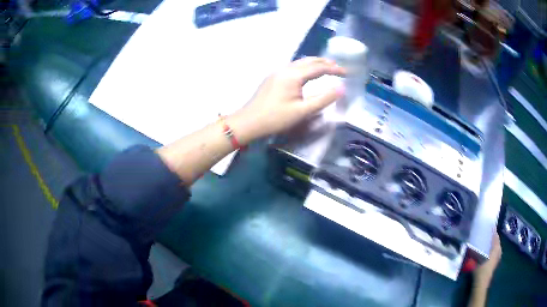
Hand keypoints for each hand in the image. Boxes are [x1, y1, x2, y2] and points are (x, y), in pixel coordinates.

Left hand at [229, 57, 345, 143]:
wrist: (248, 122)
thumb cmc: (276, 118)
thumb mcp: (302, 111)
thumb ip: (323, 99)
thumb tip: (341, 89)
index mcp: (293, 75)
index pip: (319, 67)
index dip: (334, 69)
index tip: (347, 73)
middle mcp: (285, 69)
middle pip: (309, 61)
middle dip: (325, 62)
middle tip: (338, 68)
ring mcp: (277, 72)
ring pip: (300, 62)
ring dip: (315, 63)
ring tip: (326, 68)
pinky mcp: (272, 77)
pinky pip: (293, 67)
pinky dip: (305, 67)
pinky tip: (307, 74)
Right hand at [473, 232, 501, 287]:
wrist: (481, 284)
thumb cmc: (480, 270)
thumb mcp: (476, 260)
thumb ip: (475, 251)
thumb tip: (471, 243)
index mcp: (496, 248)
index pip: (495, 236)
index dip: (492, 230)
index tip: (489, 225)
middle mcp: (498, 250)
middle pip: (497, 241)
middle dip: (493, 237)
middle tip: (487, 233)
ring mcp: (498, 257)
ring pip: (497, 246)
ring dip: (493, 243)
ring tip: (487, 242)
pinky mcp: (495, 262)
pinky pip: (496, 251)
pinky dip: (493, 249)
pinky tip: (488, 251)